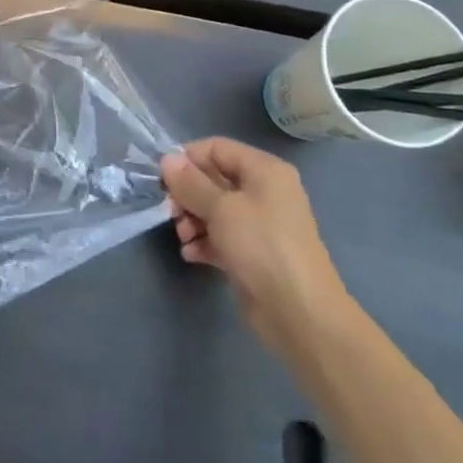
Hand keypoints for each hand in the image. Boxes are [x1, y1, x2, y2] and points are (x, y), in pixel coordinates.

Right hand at [162, 138, 352, 356]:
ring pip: (214, 210)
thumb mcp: (221, 208)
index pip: (216, 148)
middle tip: (171, 212)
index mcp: (264, 171)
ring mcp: (259, 224)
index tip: (164, 179)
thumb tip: (167, 159)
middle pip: (213, 179)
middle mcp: (264, 192)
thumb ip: (190, 183)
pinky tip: (192, 254)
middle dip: (188, 195)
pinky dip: (204, 241)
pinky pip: (221, 236)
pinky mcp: (253, 253)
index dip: (188, 159)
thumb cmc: (261, 246)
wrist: (299, 313)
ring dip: (192, 220)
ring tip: (184, 238)